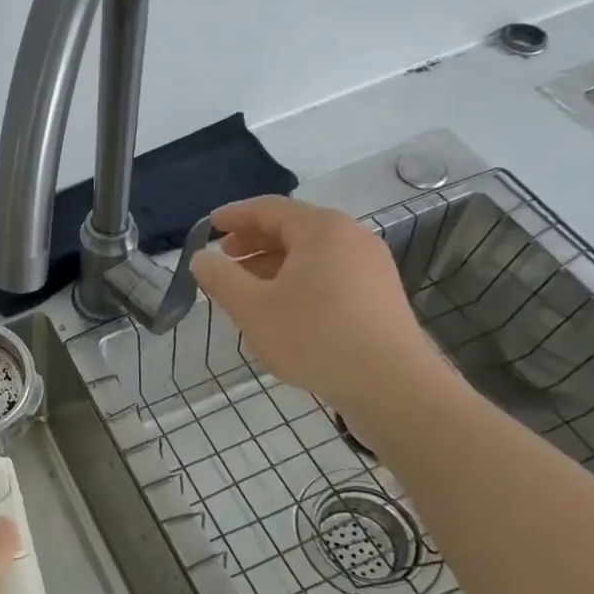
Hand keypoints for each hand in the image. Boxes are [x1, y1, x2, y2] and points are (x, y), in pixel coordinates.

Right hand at [190, 195, 448, 417]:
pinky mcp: (379, 295)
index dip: (234, 216)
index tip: (208, 226)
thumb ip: (220, 278)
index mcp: (321, 229)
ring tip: (246, 288)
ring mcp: (371, 266)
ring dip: (273, 264)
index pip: (269, 208)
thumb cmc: (314, 337)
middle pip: (293, 228)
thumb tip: (202, 258)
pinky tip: (282, 308)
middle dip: (253, 241)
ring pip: (311, 254)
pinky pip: (329, 273)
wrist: (391, 385)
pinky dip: (298, 279)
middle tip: (224, 259)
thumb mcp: (252, 308)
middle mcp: (351, 238)